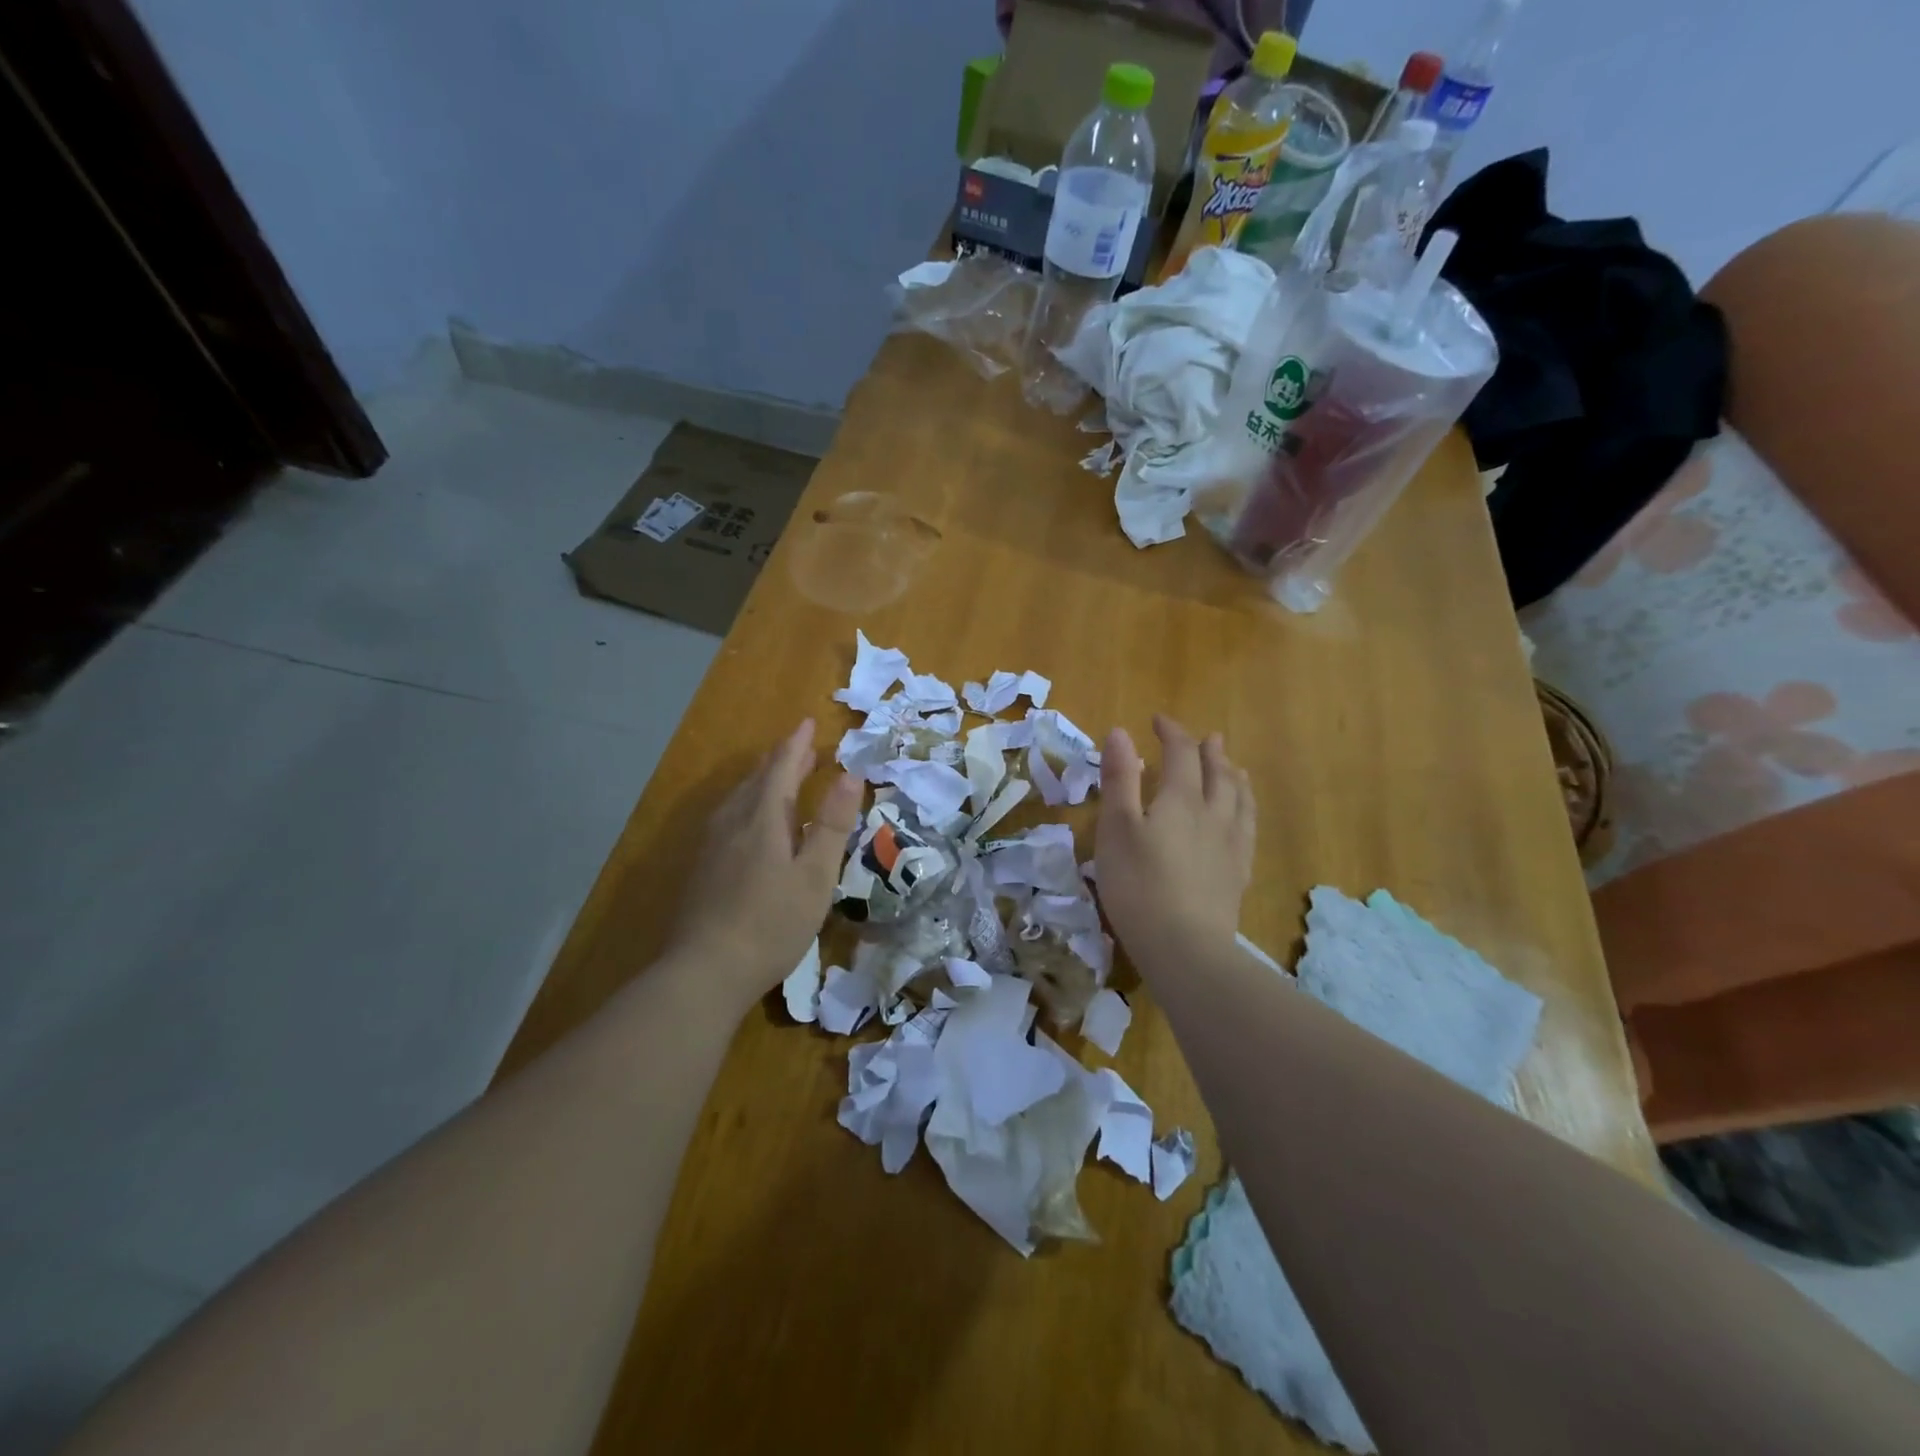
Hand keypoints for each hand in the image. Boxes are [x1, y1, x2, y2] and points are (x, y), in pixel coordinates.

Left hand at [663, 719, 863, 1008]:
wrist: (705, 971)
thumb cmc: (772, 923)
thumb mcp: (816, 875)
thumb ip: (833, 824)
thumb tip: (851, 774)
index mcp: (763, 818)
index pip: (781, 768)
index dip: (797, 745)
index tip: (809, 723)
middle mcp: (733, 822)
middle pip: (758, 779)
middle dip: (782, 760)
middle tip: (803, 748)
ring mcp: (712, 845)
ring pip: (739, 798)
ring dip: (764, 781)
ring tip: (780, 778)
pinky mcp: (703, 868)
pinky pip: (730, 817)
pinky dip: (749, 804)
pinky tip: (750, 823)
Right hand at [1094, 716, 1255, 973]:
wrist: (1184, 946)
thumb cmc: (1138, 884)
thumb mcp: (1116, 828)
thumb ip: (1119, 779)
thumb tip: (1121, 732)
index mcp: (1181, 799)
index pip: (1181, 754)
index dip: (1172, 732)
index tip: (1158, 720)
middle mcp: (1213, 814)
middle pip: (1218, 773)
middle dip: (1209, 752)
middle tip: (1208, 738)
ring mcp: (1231, 845)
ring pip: (1240, 800)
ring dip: (1235, 777)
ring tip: (1235, 769)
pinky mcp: (1238, 874)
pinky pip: (1248, 830)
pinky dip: (1246, 812)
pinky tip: (1242, 819)